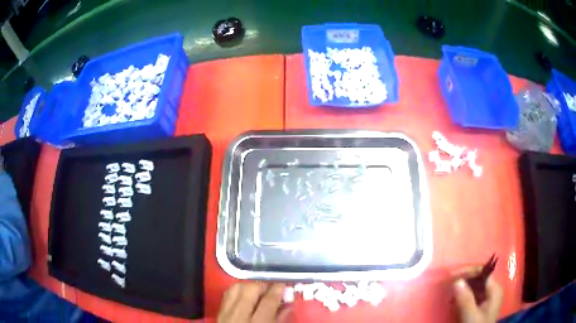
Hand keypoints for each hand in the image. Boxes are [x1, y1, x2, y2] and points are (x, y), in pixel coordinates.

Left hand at [218, 282, 290, 322]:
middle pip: (250, 290)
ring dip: (249, 286)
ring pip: (236, 289)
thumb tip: (288, 302)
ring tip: (259, 291)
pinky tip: (245, 294)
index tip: (284, 284)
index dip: (278, 290)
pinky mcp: (219, 312)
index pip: (268, 301)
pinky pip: (227, 294)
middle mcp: (239, 316)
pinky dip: (238, 290)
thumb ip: (280, 317)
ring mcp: (226, 313)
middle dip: (263, 285)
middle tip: (272, 288)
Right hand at [453, 269, 502, 322]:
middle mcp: (493, 290)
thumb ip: (465, 299)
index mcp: (495, 289)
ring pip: (474, 286)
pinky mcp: (481, 305)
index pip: (483, 272)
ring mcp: (487, 298)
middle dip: (464, 279)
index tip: (452, 276)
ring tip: (450, 293)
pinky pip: (472, 295)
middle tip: (449, 284)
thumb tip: (456, 281)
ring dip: (462, 288)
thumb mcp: (470, 316)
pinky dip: (463, 295)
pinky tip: (454, 300)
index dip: (468, 271)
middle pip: (479, 278)